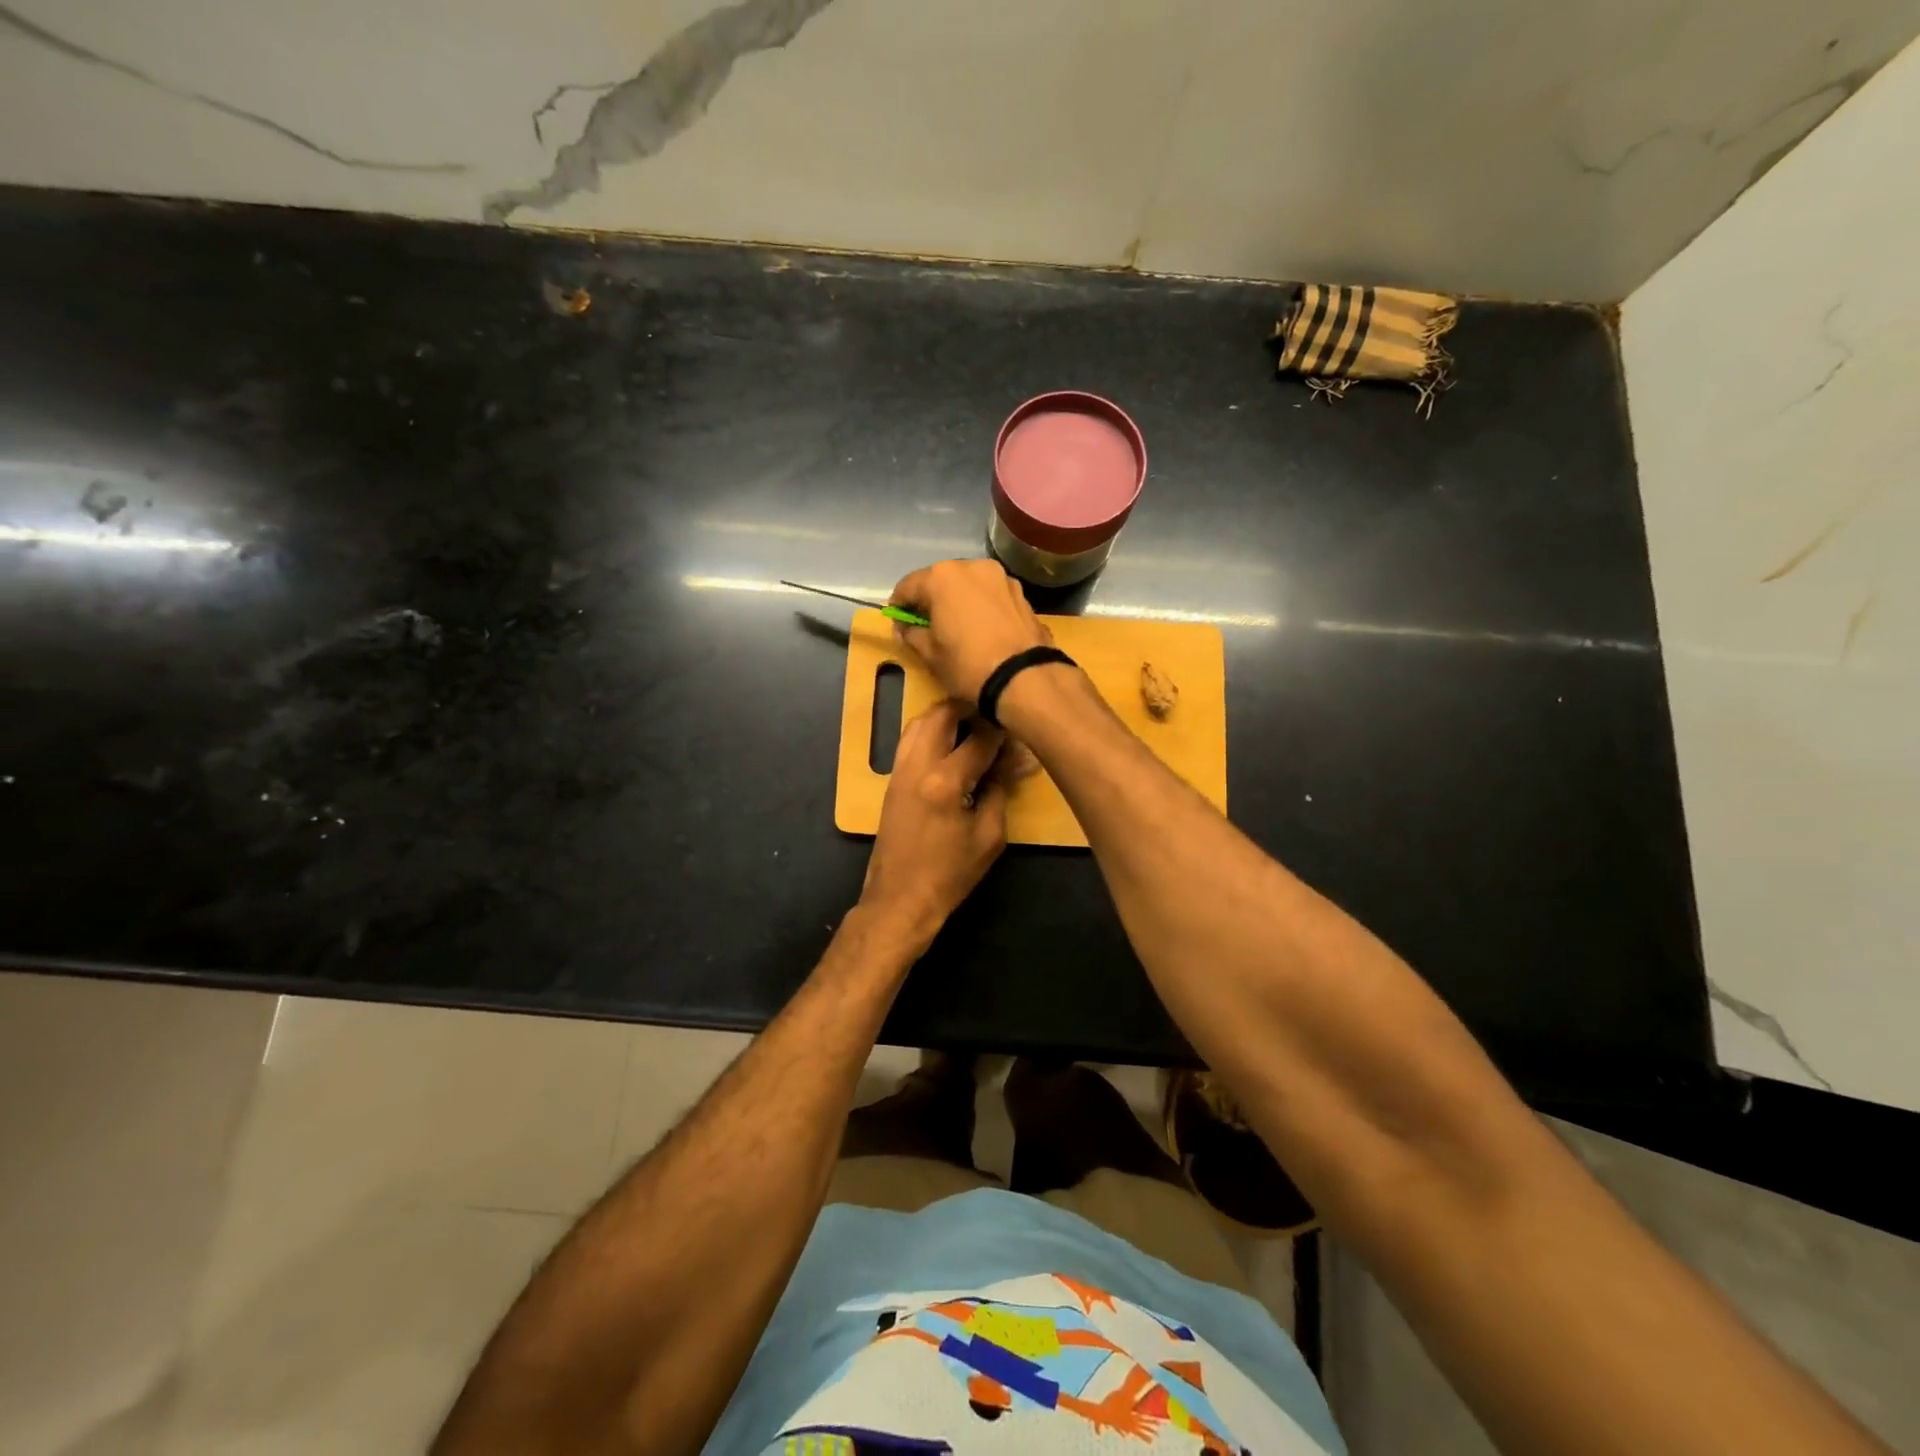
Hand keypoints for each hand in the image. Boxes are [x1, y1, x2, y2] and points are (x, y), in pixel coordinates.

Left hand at [860, 700, 1007, 953]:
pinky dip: (930, 731)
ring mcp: (899, 770)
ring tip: (973, 725)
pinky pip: (910, 740)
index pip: (979, 739)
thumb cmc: (950, 874)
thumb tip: (1010, 762)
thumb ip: (999, 791)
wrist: (900, 899)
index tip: (1019, 732)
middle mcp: (917, 765)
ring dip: (946, 716)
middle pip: (942, 713)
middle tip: (994, 715)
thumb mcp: (989, 836)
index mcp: (945, 781)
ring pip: (919, 721)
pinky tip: (950, 744)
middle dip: (970, 708)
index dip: (1003, 732)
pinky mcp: (891, 780)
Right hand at [890, 559, 1050, 703]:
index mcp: (942, 577)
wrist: (1024, 677)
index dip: (899, 605)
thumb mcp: (930, 654)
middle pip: (940, 580)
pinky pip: (990, 594)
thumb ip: (912, 634)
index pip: (908, 586)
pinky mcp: (1020, 592)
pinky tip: (981, 627)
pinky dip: (980, 605)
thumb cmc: (968, 664)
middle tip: (927, 625)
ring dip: (958, 600)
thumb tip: (905, 628)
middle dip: (931, 600)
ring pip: (968, 585)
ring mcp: (1000, 577)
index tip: (898, 623)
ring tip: (956, 626)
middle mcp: (971, 567)